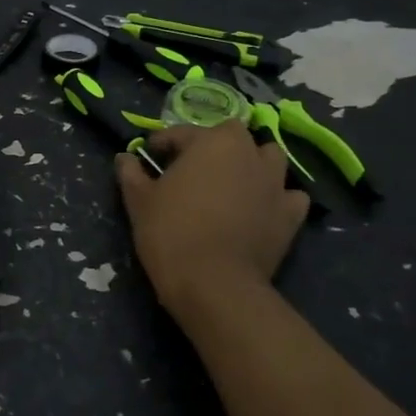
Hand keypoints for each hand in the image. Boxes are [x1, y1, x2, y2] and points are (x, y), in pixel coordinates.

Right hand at [115, 122, 309, 322]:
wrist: (213, 283)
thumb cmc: (170, 232)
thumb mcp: (139, 200)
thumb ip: (131, 173)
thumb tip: (124, 157)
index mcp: (211, 142)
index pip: (182, 133)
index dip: (163, 143)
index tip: (150, 157)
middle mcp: (248, 153)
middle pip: (232, 135)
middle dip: (214, 145)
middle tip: (193, 168)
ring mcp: (275, 183)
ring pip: (269, 158)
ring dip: (252, 163)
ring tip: (232, 182)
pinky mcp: (291, 215)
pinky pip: (289, 195)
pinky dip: (277, 197)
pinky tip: (262, 209)